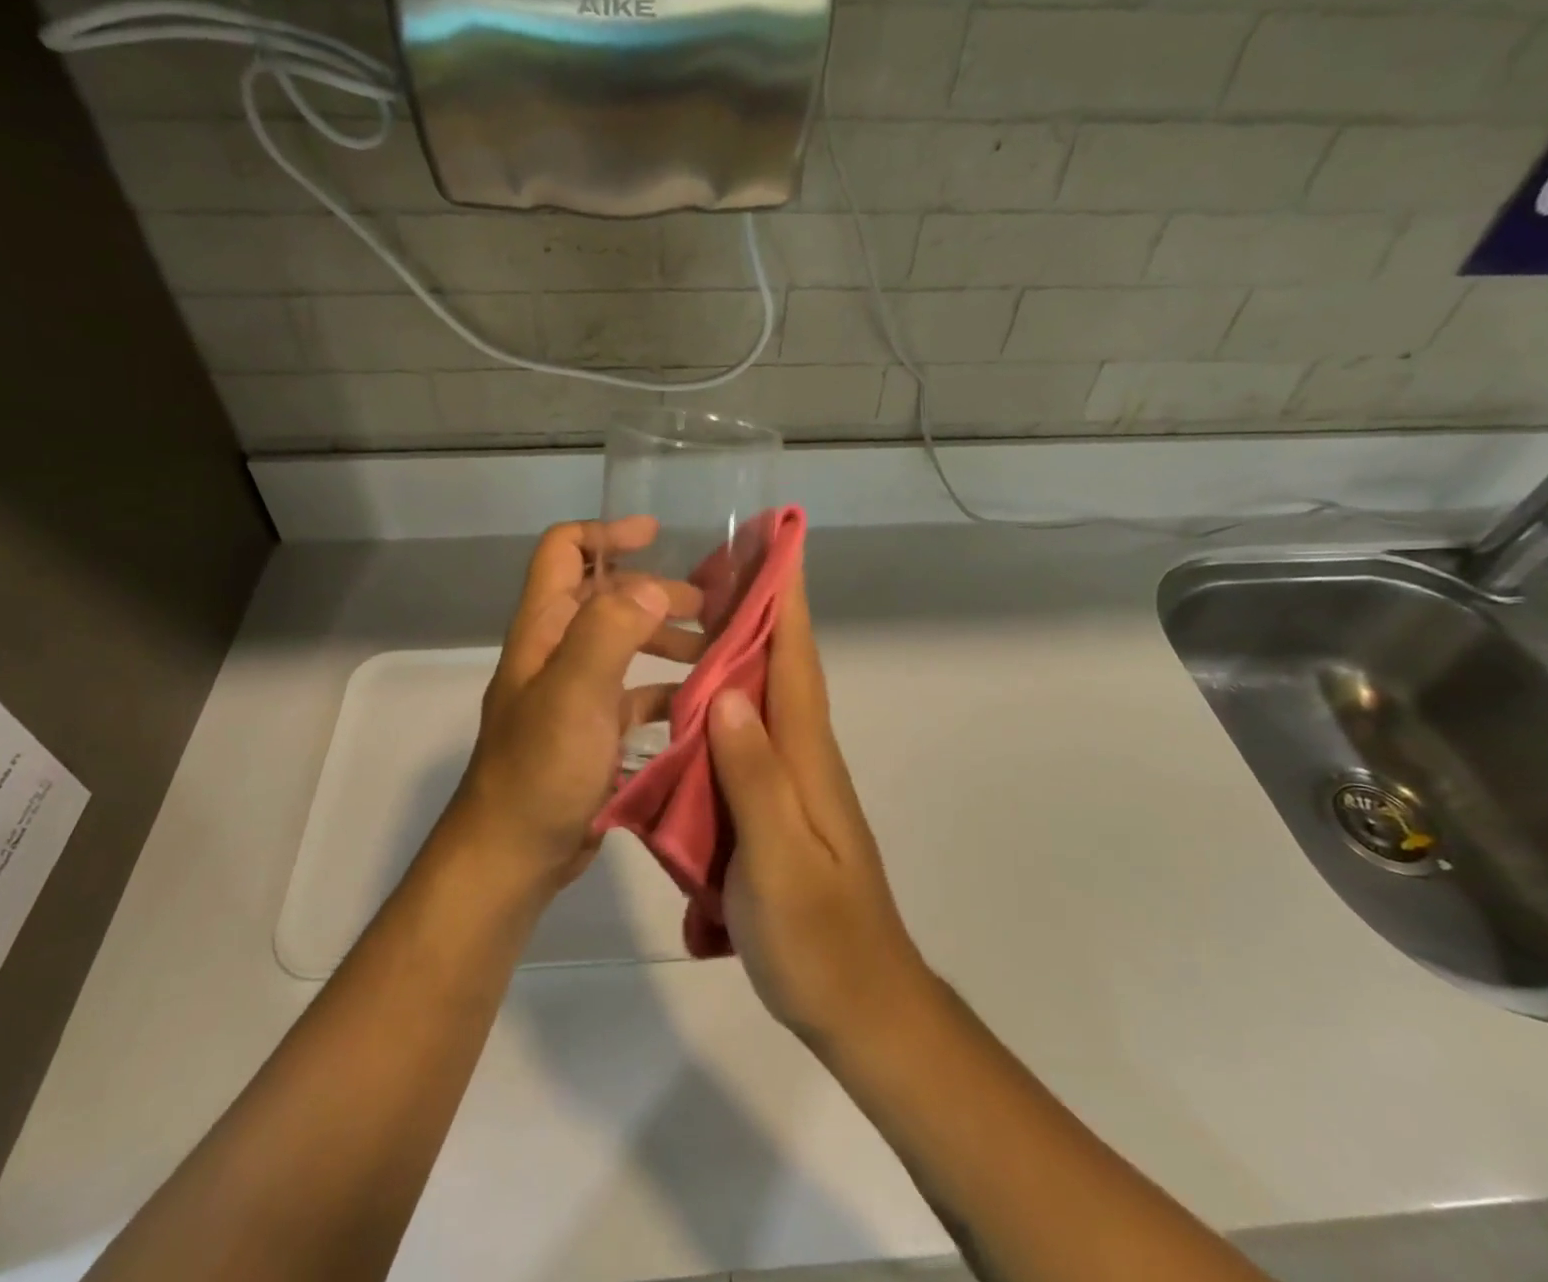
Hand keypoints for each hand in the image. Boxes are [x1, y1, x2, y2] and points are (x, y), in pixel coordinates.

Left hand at [449, 518, 703, 892]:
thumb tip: (653, 587)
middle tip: (711, 608)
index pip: (563, 553)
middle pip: (607, 599)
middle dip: (657, 593)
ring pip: (626, 647)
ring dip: (667, 641)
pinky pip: (635, 696)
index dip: (605, 533)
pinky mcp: (593, 733)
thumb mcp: (574, 693)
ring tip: (716, 653)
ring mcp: (575, 694)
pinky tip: (701, 704)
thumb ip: (610, 631)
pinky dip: (667, 691)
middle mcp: (558, 652)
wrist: (512, 857)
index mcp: (544, 629)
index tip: (656, 535)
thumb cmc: (540, 770)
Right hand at [706, 560, 930, 1049]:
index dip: (786, 597)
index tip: (774, 542)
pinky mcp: (779, 804)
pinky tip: (690, 702)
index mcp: (806, 755)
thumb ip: (754, 777)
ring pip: (762, 696)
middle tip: (708, 565)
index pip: (796, 657)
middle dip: (753, 607)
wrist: (861, 1005)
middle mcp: (803, 754)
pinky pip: (747, 736)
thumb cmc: (817, 937)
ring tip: (685, 620)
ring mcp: (793, 780)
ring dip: (734, 650)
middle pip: (779, 664)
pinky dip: (724, 703)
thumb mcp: (778, 860)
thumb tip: (728, 692)